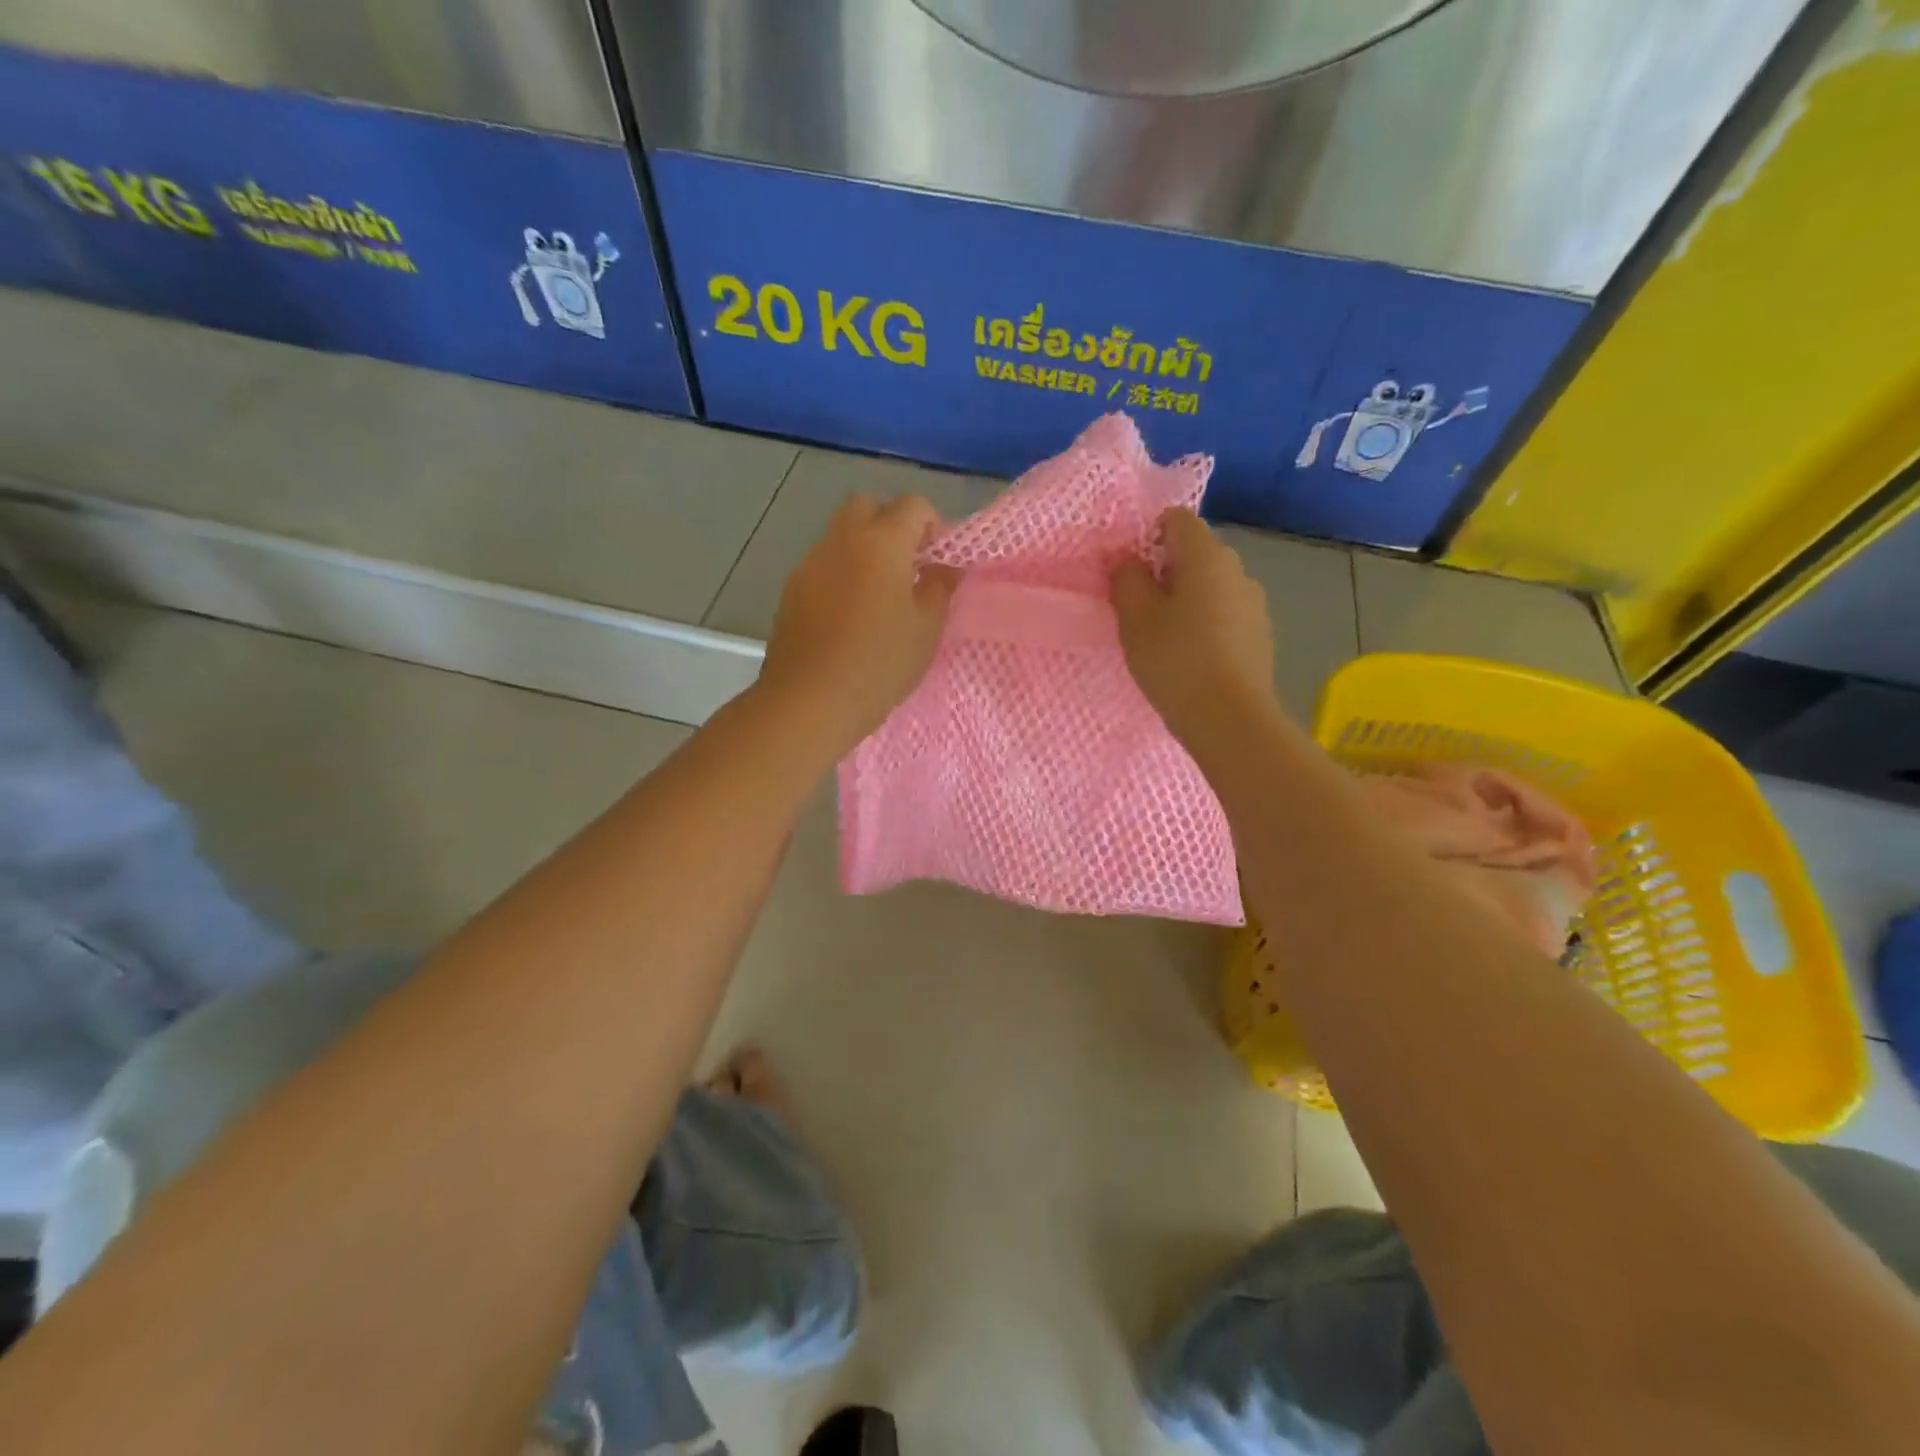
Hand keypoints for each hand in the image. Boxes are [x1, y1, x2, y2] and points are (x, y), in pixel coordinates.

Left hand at [757, 493, 958, 754]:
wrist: (810, 700)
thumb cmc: (879, 663)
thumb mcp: (926, 628)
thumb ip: (940, 587)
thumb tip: (944, 566)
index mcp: (881, 542)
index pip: (912, 505)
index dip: (932, 524)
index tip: (938, 559)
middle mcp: (841, 540)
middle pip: (867, 506)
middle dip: (891, 524)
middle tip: (908, 566)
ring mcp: (810, 563)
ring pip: (840, 534)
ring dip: (863, 549)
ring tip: (880, 595)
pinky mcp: (791, 590)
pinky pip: (823, 564)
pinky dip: (842, 573)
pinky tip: (850, 615)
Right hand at [1112, 508, 1275, 746]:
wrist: (1229, 718)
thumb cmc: (1175, 660)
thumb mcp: (1135, 618)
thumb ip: (1126, 578)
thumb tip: (1127, 558)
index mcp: (1206, 556)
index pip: (1177, 519)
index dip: (1148, 535)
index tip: (1129, 571)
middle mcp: (1237, 570)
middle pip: (1195, 553)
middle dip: (1165, 571)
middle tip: (1139, 609)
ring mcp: (1254, 603)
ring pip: (1211, 586)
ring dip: (1186, 600)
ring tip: (1164, 638)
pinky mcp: (1260, 634)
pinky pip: (1225, 614)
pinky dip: (1206, 623)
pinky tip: (1191, 657)